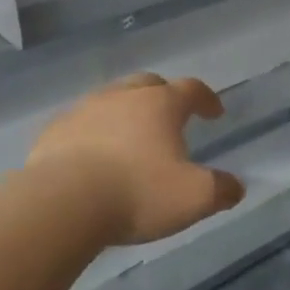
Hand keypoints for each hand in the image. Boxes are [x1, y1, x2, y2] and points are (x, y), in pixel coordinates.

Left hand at [26, 73, 245, 244]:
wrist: (62, 203)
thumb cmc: (137, 193)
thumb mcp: (194, 198)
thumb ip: (221, 190)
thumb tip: (235, 187)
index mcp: (160, 104)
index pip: (191, 89)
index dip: (206, 99)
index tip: (215, 113)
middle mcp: (122, 96)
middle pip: (148, 85)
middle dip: (163, 97)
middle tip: (170, 118)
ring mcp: (83, 110)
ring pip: (111, 100)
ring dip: (125, 113)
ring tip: (130, 139)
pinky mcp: (54, 131)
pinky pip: (80, 124)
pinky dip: (93, 133)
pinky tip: (93, 156)